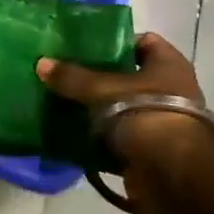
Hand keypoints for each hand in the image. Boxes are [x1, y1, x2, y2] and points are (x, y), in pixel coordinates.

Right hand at [36, 33, 213, 213]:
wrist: (170, 172)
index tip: (86, 48)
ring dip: (100, 112)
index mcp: (168, 65)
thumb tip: (41, 63)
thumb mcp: (100, 89)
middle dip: (101, 79)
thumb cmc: (142, 112)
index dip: (116, 42)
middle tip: (69, 76)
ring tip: (66, 106)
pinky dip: (102, 140)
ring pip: (124, 110)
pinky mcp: (153, 152)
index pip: (143, 42)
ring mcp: (164, 123)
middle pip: (130, 77)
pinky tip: (75, 136)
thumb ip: (71, 76)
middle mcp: (172, 90)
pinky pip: (121, 139)